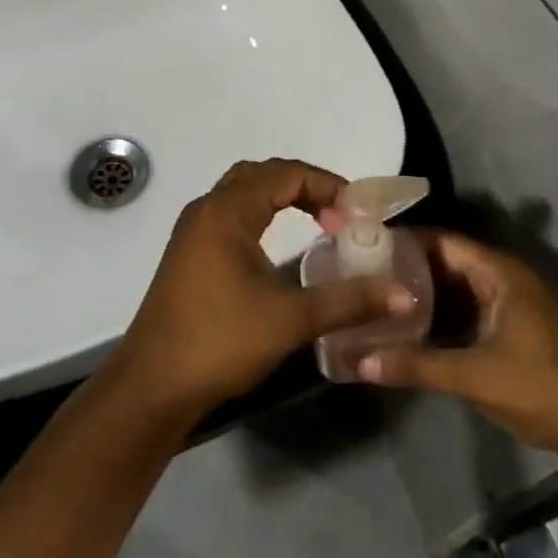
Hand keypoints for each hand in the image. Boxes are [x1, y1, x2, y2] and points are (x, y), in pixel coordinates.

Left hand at [110, 159, 416, 418]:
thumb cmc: (220, 341)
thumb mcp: (290, 319)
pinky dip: (262, 215)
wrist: (153, 384)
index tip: (357, 216)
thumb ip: (348, 301)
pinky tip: (279, 247)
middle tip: (340, 215)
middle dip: (305, 186)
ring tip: (318, 224)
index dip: (326, 185)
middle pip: (262, 175)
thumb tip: (404, 295)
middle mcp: (207, 209)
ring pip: (243, 193)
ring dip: (281, 198)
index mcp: (227, 211)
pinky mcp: (189, 254)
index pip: (285, 173)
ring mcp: (193, 231)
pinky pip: (231, 214)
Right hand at [357, 231, 557, 454]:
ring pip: (455, 288)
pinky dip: (438, 315)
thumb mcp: (472, 375)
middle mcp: (503, 279)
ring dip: (421, 294)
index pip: (442, 241)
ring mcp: (509, 305)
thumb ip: (415, 365)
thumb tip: (358, 362)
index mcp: (499, 273)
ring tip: (376, 298)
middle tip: (363, 275)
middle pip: (446, 262)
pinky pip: (464, 310)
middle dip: (407, 268)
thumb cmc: (538, 387)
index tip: (364, 246)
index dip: (404, 241)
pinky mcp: (510, 329)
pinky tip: (407, 328)